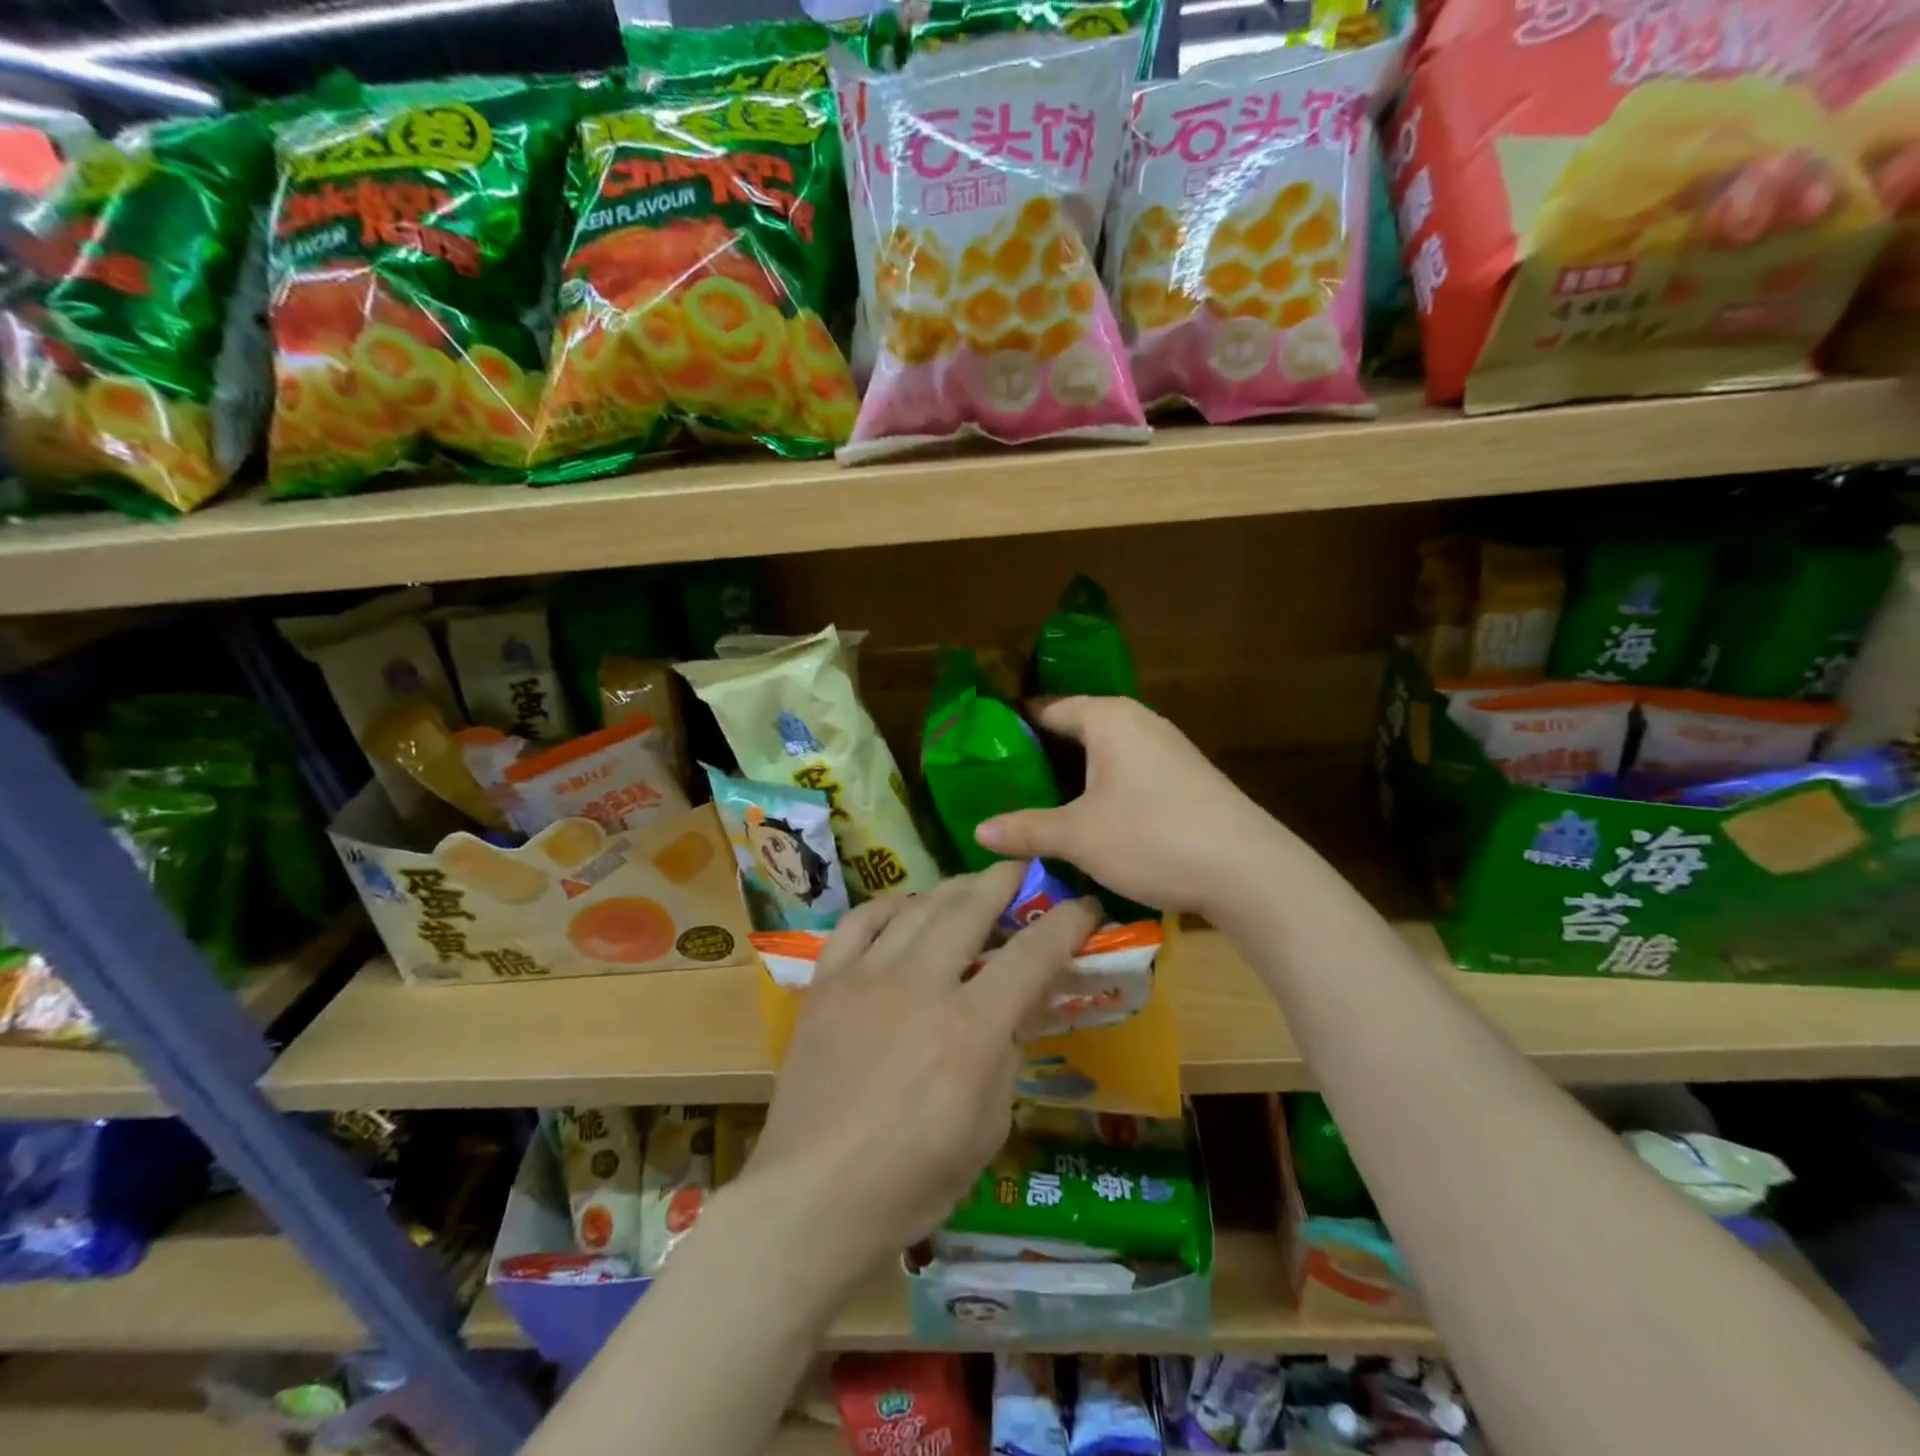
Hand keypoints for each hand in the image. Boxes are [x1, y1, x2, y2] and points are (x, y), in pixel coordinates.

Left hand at [743, 862, 1101, 1287]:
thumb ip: (1008, 1055)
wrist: (813, 1196)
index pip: (1033, 954)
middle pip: (970, 906)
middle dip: (1004, 880)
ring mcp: (867, 976)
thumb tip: (1016, 1008)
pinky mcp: (827, 982)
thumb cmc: (912, 1180)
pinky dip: (888, 907)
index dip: (1068, 922)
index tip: (1086, 905)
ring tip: (969, 887)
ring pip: (918, 906)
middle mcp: (921, 983)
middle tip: (1022, 870)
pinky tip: (903, 909)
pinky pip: (860, 922)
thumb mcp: (987, 1127)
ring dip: (951, 888)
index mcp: (971, 1027)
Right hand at [974, 696, 1275, 917]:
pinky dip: (1101, 789)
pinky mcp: (1184, 778)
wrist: (1248, 870)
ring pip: (1103, 754)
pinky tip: (1087, 819)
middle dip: (1040, 756)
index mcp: (1107, 718)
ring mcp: (1166, 749)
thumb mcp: (1079, 836)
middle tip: (1001, 784)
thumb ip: (1026, 829)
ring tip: (1035, 804)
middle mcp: (1138, 722)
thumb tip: (978, 832)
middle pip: (1075, 729)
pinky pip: (1127, 772)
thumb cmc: (1152, 837)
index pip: (1047, 708)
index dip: (1013, 728)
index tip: (982, 752)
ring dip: (1072, 776)